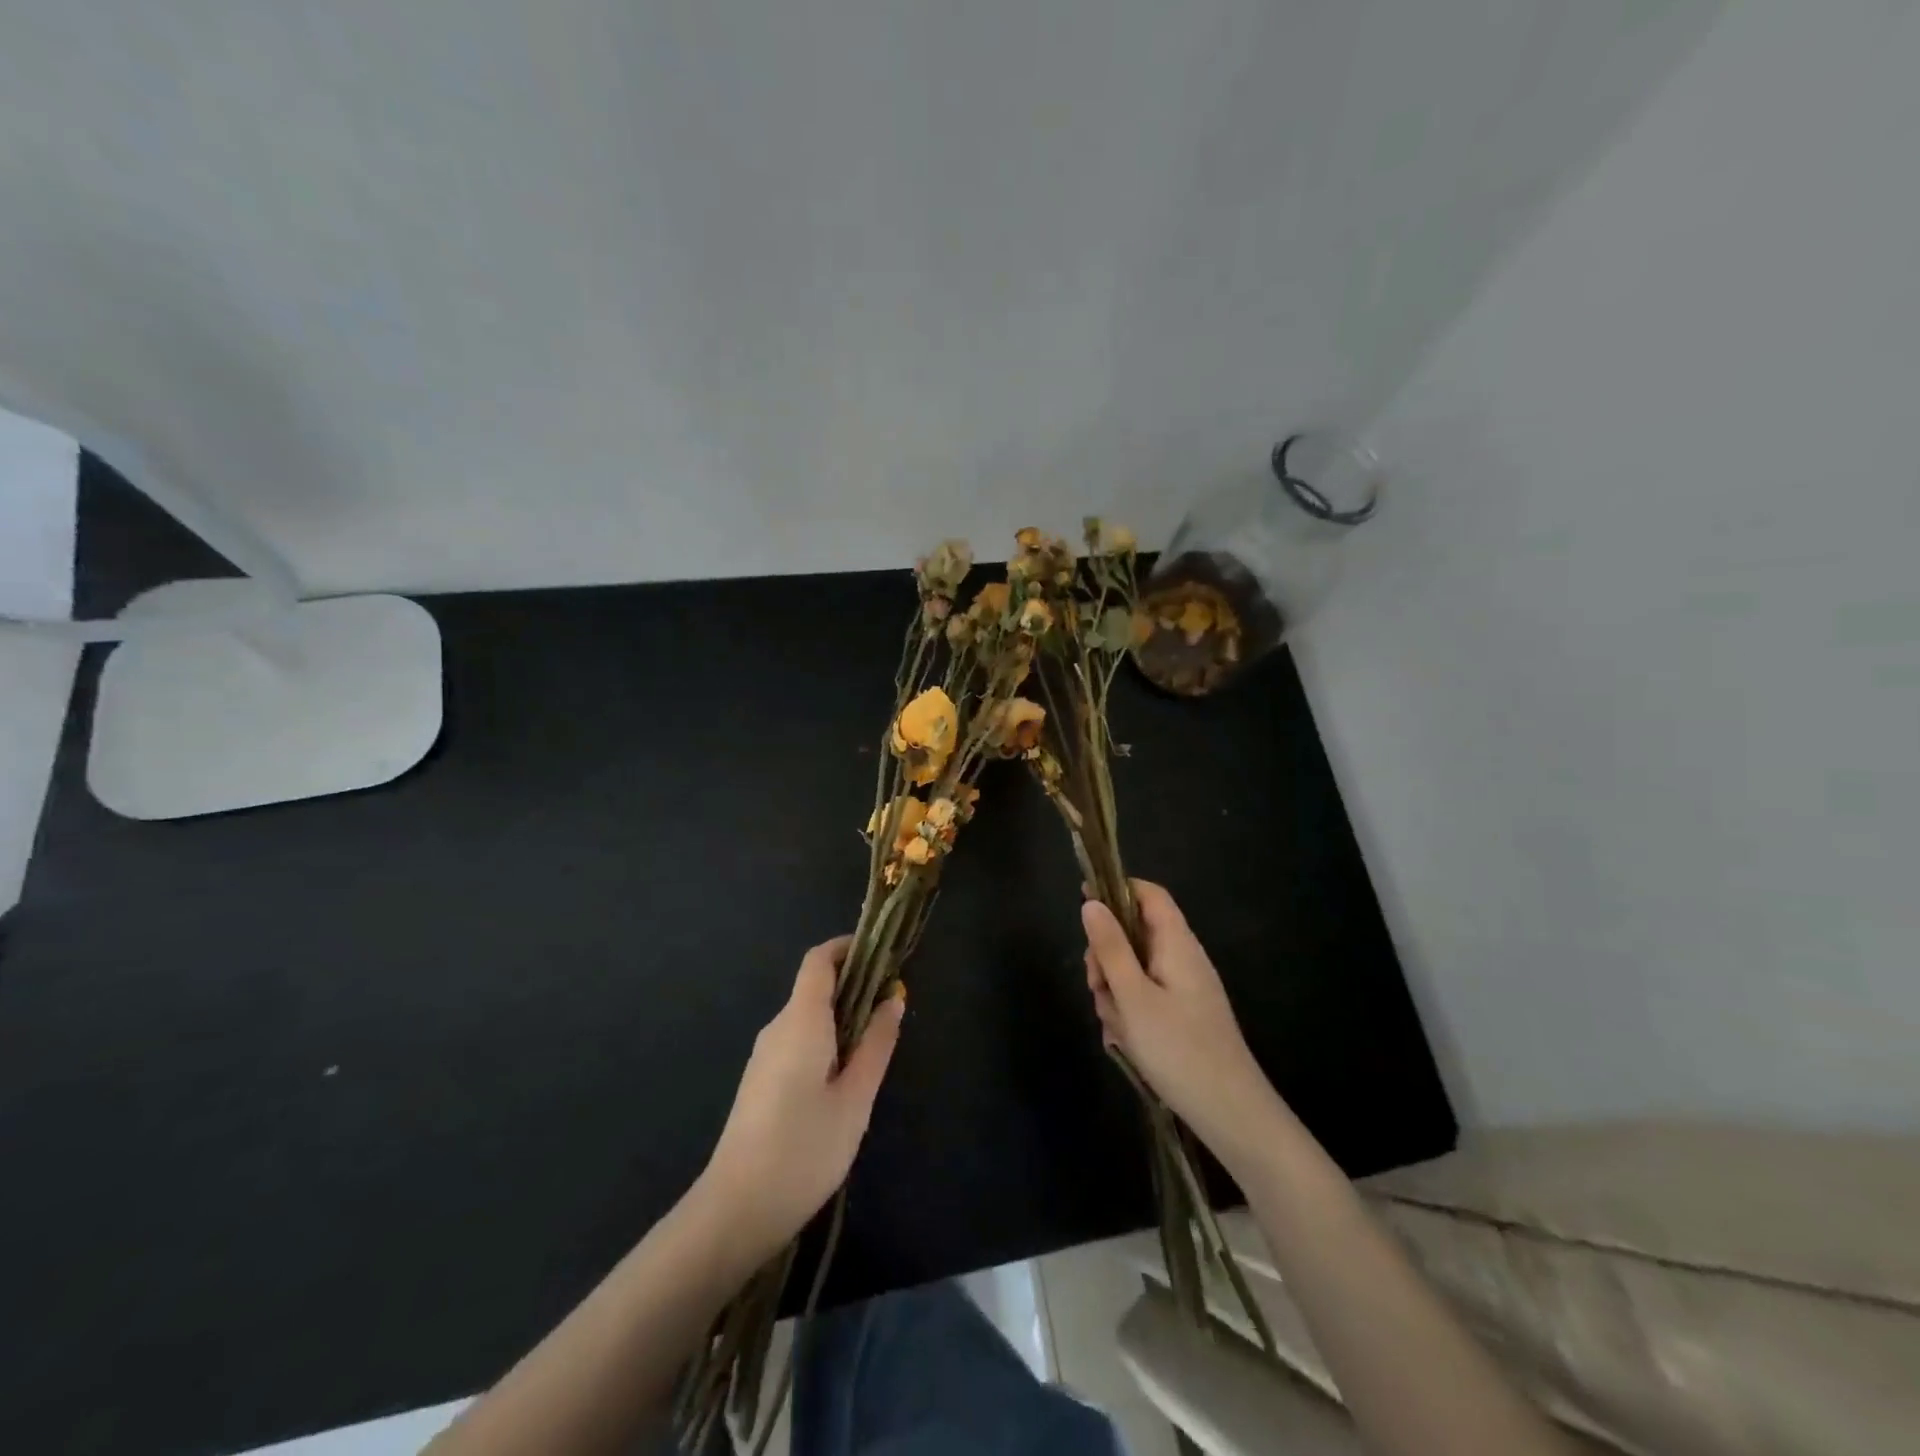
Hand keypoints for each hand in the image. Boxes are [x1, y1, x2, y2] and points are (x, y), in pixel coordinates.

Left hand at [701, 937, 904, 1259]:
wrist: (736, 1210)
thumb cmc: (804, 1148)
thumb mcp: (856, 1097)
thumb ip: (877, 1043)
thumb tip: (894, 997)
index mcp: (801, 1020)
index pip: (820, 960)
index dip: (849, 948)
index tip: (883, 956)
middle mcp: (778, 1026)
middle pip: (815, 986)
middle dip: (855, 985)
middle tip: (892, 1007)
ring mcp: (764, 1054)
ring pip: (808, 1016)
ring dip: (842, 1016)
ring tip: (876, 1045)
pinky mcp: (760, 1079)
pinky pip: (798, 1040)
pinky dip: (826, 1039)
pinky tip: (845, 1077)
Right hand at [1083, 881, 1281, 1172]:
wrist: (1230, 1113)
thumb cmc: (1178, 1048)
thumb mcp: (1133, 996)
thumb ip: (1110, 947)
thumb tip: (1090, 902)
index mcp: (1177, 943)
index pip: (1149, 894)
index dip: (1117, 889)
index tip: (1083, 901)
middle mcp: (1182, 958)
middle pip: (1134, 934)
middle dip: (1107, 957)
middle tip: (1097, 987)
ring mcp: (1183, 988)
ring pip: (1133, 971)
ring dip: (1115, 992)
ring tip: (1117, 1027)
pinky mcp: (1182, 1015)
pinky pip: (1144, 999)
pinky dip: (1129, 1013)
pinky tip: (1126, 1042)